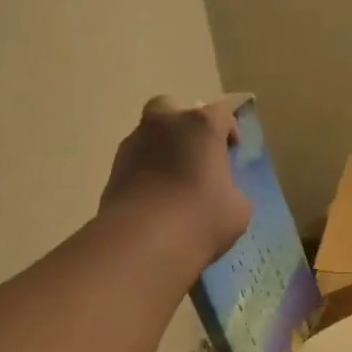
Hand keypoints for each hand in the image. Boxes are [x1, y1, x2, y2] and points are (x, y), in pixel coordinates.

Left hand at [101, 96, 250, 271]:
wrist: (142, 242)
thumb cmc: (200, 219)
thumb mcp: (238, 210)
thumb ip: (232, 191)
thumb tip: (222, 192)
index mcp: (201, 126)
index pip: (221, 112)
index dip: (228, 129)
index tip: (231, 151)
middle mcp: (165, 124)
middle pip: (173, 108)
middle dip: (184, 125)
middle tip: (195, 154)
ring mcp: (134, 144)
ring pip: (150, 134)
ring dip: (162, 149)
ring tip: (173, 183)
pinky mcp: (113, 168)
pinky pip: (135, 161)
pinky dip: (145, 172)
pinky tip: (155, 199)